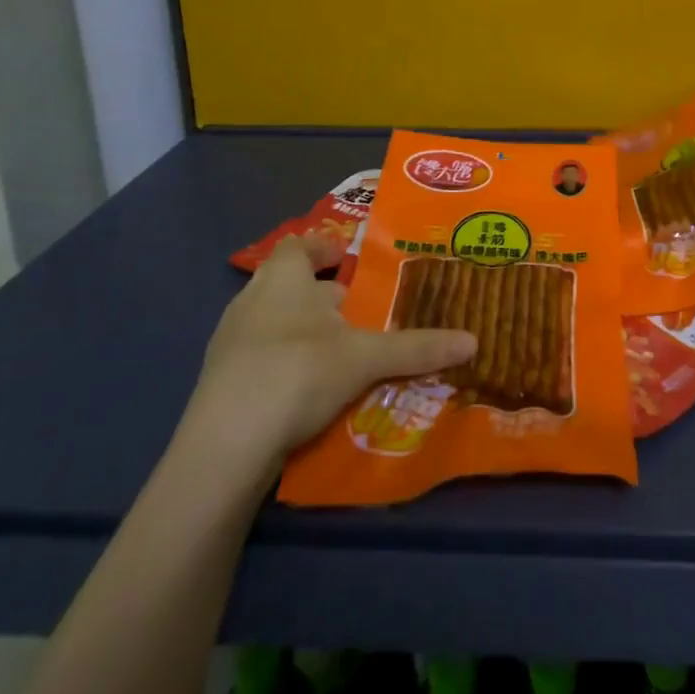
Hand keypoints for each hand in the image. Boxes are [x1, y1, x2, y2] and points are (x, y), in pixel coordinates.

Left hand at [175, 235, 476, 481]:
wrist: (224, 448)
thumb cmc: (297, 373)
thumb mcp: (365, 358)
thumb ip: (417, 347)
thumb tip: (473, 341)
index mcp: (282, 277)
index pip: (301, 245)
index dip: (326, 249)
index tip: (352, 262)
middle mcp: (251, 300)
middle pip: (289, 284)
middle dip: (323, 296)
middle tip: (361, 311)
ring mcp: (230, 343)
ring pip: (275, 323)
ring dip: (305, 332)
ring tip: (342, 352)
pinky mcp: (221, 384)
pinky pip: (260, 359)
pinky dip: (286, 365)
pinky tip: (311, 391)